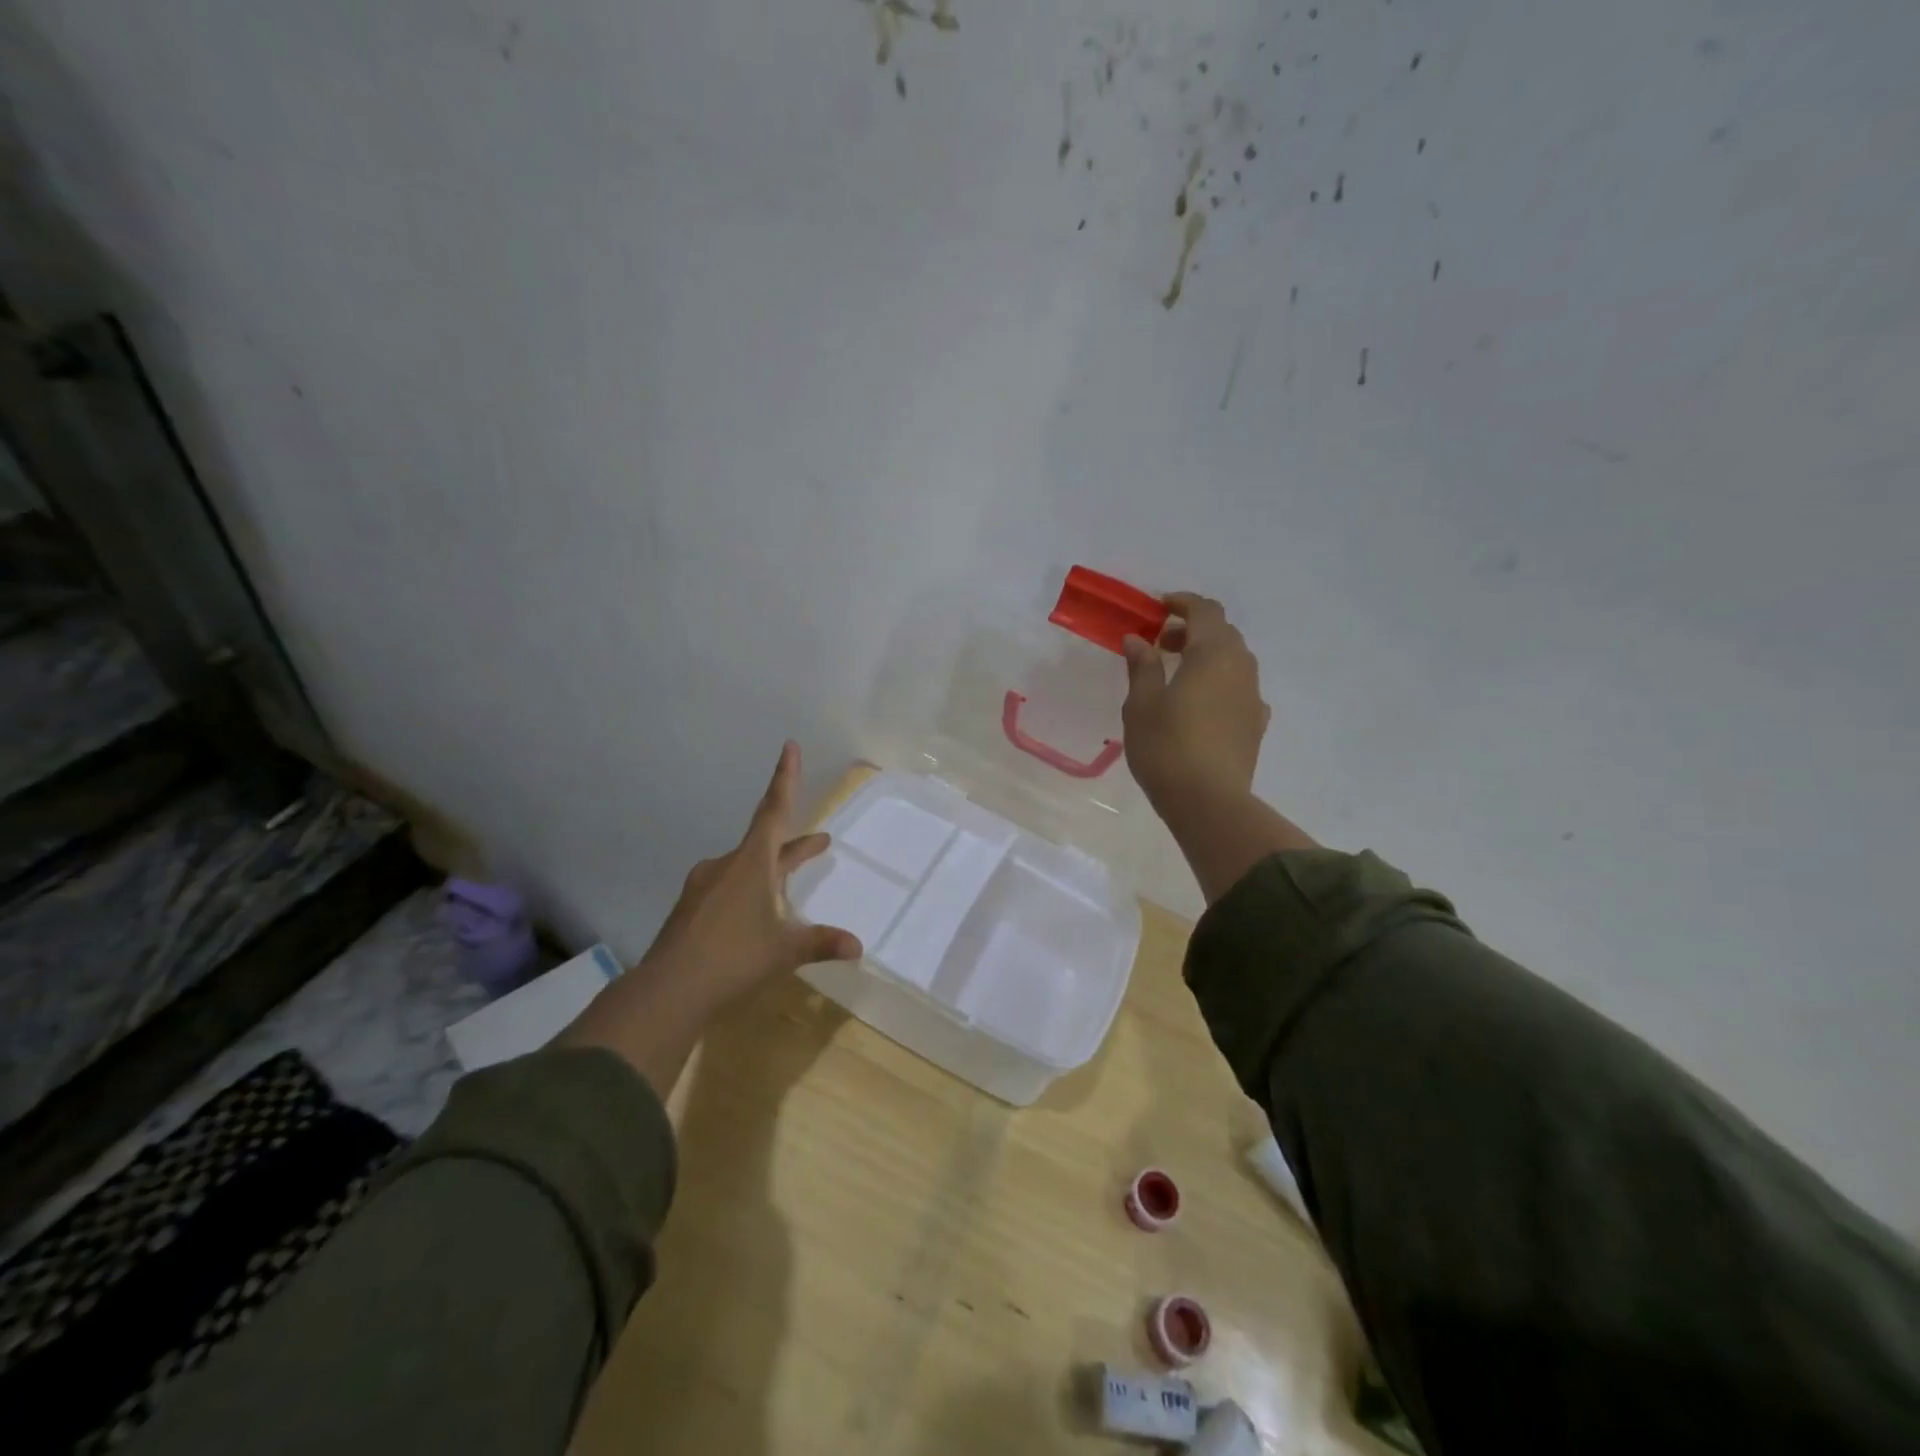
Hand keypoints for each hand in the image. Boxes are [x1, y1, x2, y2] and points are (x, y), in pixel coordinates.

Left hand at [559, 741, 861, 1095]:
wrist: (666, 992)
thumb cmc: (732, 959)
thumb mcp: (784, 951)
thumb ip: (820, 943)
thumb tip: (858, 946)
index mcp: (751, 863)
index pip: (774, 810)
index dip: (786, 778)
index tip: (789, 746)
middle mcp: (727, 866)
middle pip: (766, 843)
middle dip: (795, 845)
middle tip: (820, 842)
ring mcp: (705, 887)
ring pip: (748, 868)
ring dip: (774, 870)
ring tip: (791, 883)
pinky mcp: (693, 910)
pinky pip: (730, 888)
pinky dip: (751, 891)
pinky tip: (755, 917)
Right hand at [1121, 592, 1270, 810]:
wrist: (1208, 801)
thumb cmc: (1167, 747)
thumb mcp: (1142, 705)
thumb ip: (1142, 667)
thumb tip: (1138, 640)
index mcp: (1212, 654)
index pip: (1204, 610)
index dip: (1181, 603)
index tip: (1156, 608)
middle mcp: (1240, 667)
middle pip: (1222, 632)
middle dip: (1192, 629)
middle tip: (1161, 643)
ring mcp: (1253, 696)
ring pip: (1233, 659)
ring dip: (1207, 655)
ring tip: (1177, 675)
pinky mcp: (1255, 723)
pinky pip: (1239, 688)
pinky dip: (1219, 682)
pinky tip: (1200, 704)